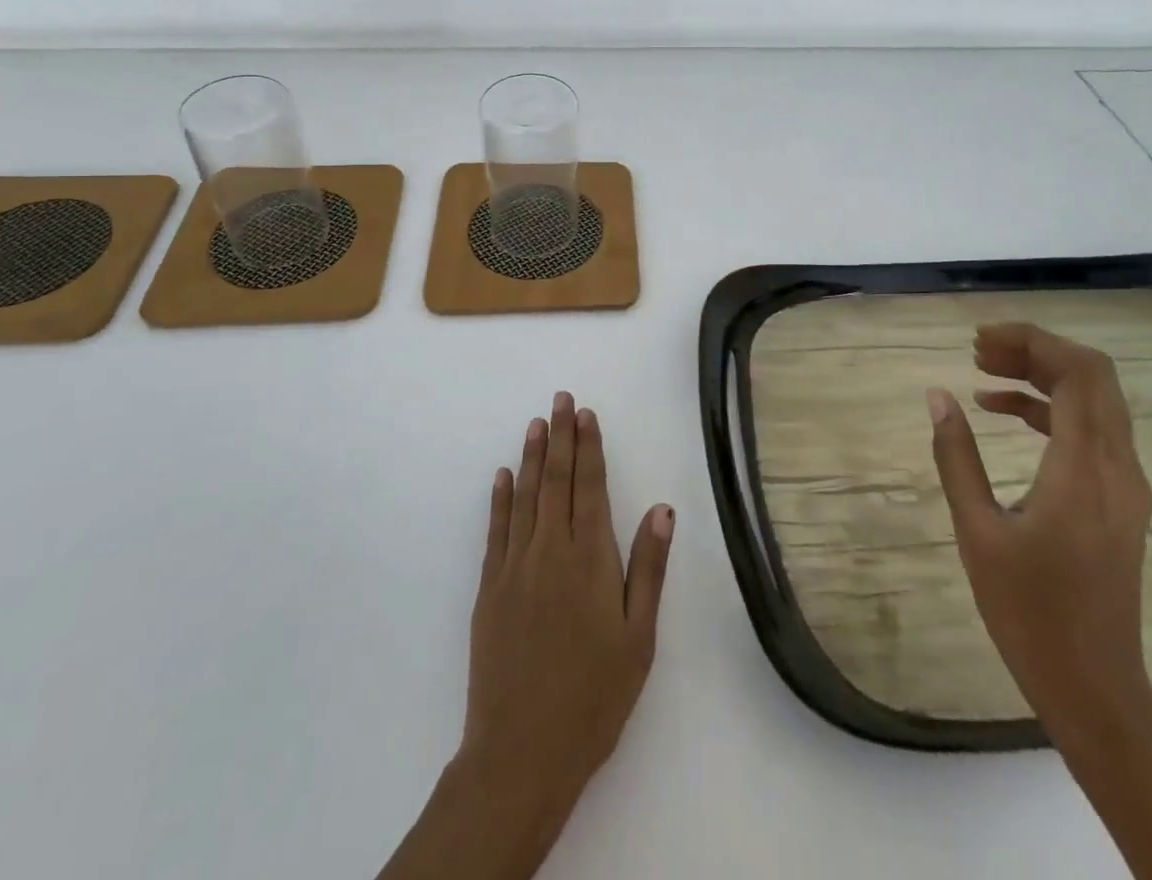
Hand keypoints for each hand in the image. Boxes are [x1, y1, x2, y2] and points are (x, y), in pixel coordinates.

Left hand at [380, 394, 674, 879]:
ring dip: (532, 457)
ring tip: (535, 423)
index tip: (585, 413)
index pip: (590, 486)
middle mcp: (550, 550)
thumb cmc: (594, 696)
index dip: (588, 447)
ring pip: (525, 497)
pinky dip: (500, 498)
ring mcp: (514, 567)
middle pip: (556, 481)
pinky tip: (503, 476)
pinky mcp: (489, 589)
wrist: (521, 752)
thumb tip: (661, 509)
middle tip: (560, 399)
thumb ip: (648, 568)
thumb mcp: (638, 638)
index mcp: (590, 559)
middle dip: (560, 437)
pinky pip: (496, 530)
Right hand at [926, 322, 1151, 745]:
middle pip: (1092, 376)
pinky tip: (1003, 413)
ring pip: (1096, 399)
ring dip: (1043, 376)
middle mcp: (1117, 467)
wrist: (1094, 684)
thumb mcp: (977, 530)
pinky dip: (1051, 408)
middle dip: (1036, 350)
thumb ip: (956, 456)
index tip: (980, 340)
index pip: (1077, 373)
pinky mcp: (1120, 499)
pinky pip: (1093, 429)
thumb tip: (937, 395)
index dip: (1032, 342)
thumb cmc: (1028, 611)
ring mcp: (1125, 484)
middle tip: (978, 351)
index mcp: (1084, 470)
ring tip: (983, 373)